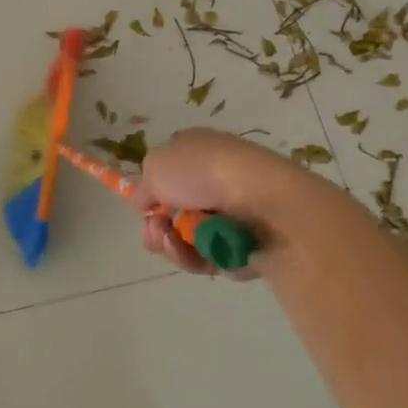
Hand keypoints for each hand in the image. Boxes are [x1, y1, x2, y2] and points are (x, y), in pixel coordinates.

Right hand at [133, 129, 300, 276]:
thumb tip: (144, 200)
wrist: (264, 203)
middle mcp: (215, 179)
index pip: (169, 171)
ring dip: (173, 244)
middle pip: (175, 211)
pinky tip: (197, 252)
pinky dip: (197, 257)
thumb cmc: (205, 172)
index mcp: (198, 151)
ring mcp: (231, 213)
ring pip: (188, 238)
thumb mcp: (157, 166)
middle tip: (156, 232)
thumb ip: (143, 184)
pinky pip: (209, 257)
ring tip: (174, 242)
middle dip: (158, 226)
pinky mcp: (244, 245)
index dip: (152, 192)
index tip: (143, 208)